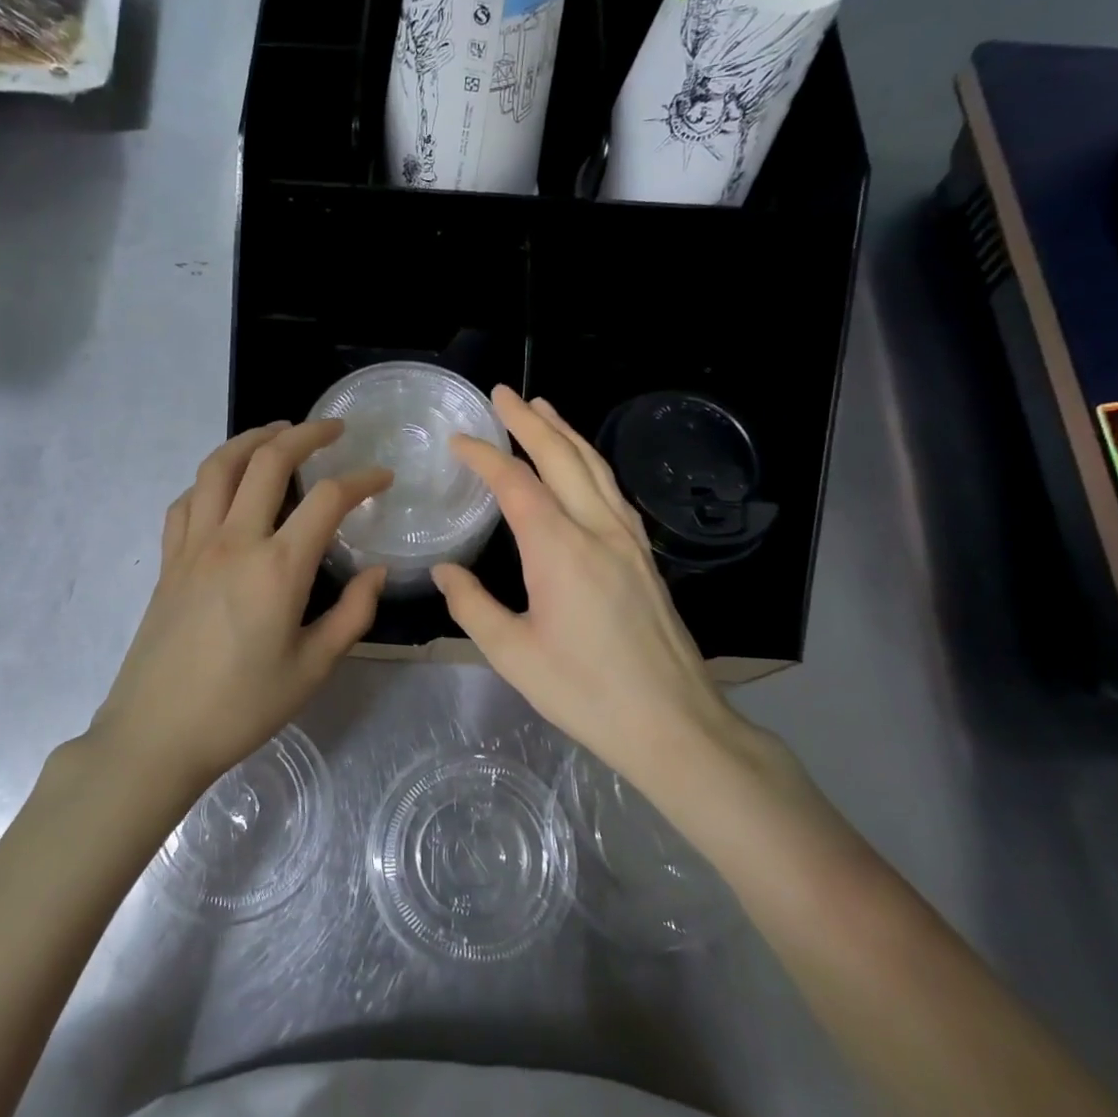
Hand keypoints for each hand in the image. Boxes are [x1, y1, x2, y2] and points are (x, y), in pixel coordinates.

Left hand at [86, 420, 390, 787]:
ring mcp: (194, 546)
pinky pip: (188, 500)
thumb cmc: (241, 708)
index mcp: (278, 568)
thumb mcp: (312, 669)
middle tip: (332, 430)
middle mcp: (234, 541)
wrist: (156, 734)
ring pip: (219, 466)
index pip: (328, 499)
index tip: (383, 477)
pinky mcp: (169, 560)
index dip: (362, 479)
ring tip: (277, 433)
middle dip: (306, 434)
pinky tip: (225, 484)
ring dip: (251, 439)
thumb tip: (376, 572)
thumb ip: (352, 615)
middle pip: (269, 460)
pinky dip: (211, 478)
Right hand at [432, 387, 805, 804]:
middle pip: (562, 459)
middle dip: (530, 422)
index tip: (459, 440)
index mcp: (559, 550)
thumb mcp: (512, 654)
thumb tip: (445, 570)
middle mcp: (598, 531)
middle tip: (503, 393)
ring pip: (596, 469)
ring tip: (543, 409)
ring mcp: (629, 541)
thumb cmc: (585, 692)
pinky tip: (585, 468)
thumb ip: (472, 605)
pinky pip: (614, 492)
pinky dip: (591, 465)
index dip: (484, 456)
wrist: (672, 723)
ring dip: (566, 434)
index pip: (516, 484)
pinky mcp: (645, 557)